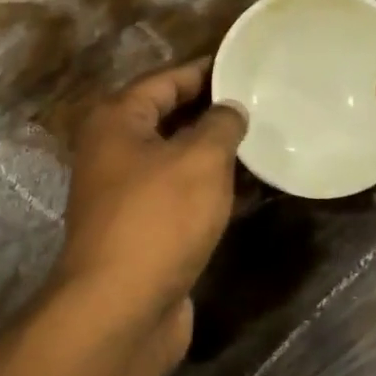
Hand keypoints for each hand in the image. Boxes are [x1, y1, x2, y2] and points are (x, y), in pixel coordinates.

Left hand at [51, 59, 247, 370]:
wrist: (121, 308)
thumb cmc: (159, 219)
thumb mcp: (200, 160)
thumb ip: (220, 126)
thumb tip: (230, 110)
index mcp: (116, 121)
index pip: (164, 81)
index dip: (204, 72)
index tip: (244, 66)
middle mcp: (112, 153)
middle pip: (167, 120)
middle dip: (211, 114)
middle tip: (261, 105)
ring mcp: (124, 196)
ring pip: (175, 162)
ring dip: (214, 155)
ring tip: (263, 143)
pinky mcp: (141, 232)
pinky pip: (179, 198)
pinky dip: (208, 191)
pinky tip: (248, 192)